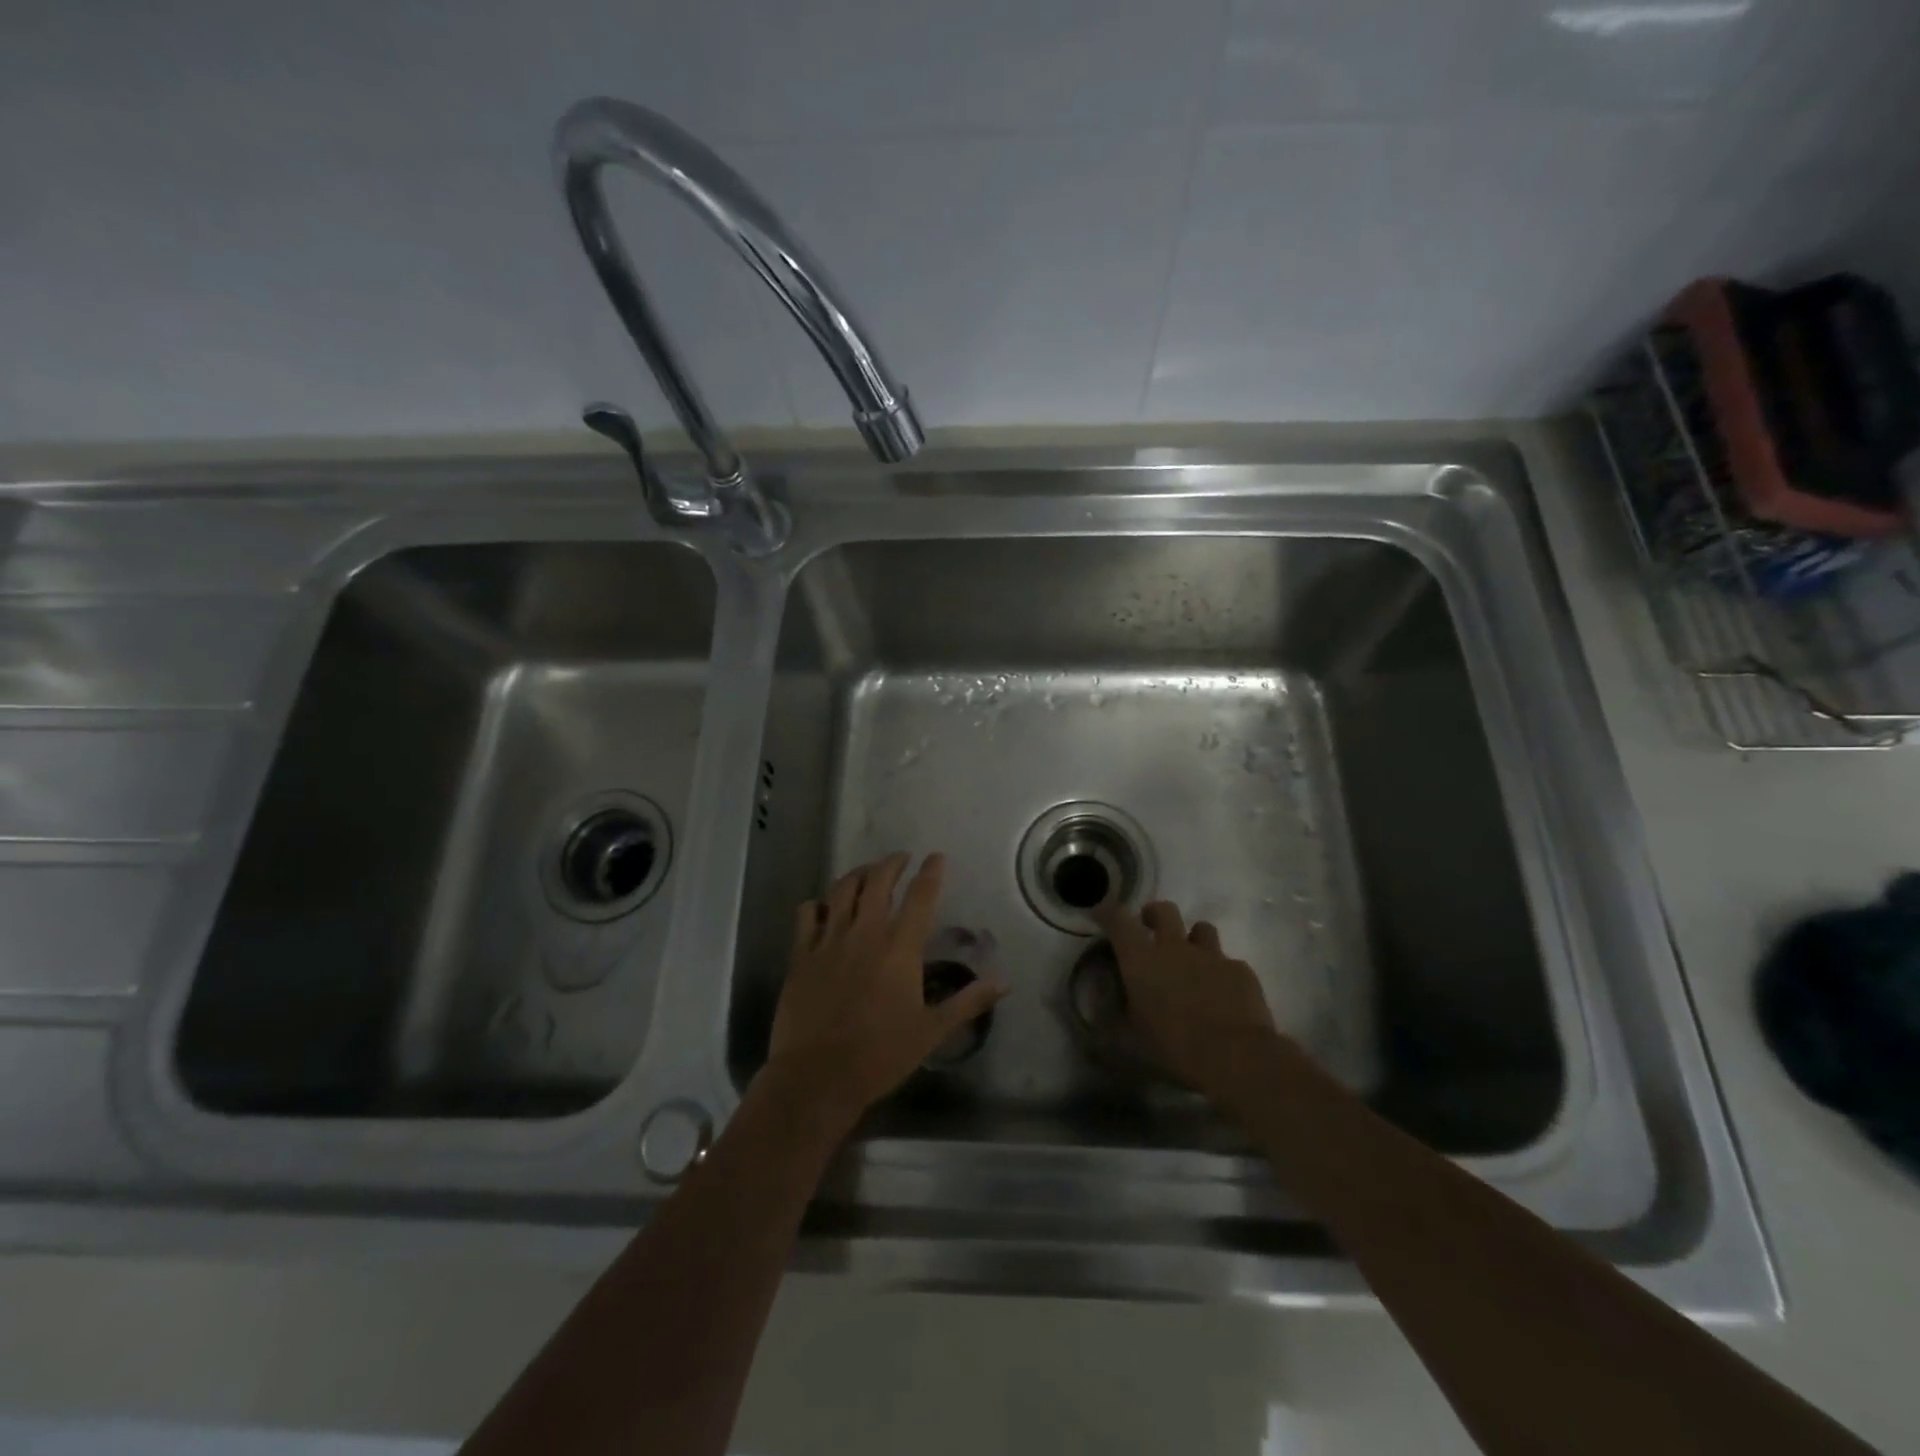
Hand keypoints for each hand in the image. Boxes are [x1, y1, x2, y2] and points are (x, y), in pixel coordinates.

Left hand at [766, 852, 1005, 1125]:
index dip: (930, 872)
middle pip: (878, 881)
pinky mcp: (801, 954)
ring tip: (867, 872)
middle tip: (901, 859)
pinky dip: (817, 904)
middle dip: (892, 864)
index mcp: (899, 947)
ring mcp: (829, 940)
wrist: (818, 1077)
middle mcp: (865, 933)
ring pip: (842, 890)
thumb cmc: (881, 1055)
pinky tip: (822, 906)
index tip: (936, 857)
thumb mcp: (932, 1031)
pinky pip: (807, 914)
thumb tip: (1004, 982)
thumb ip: (968, 1001)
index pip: (920, 896)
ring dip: (857, 874)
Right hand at [1096, 900, 1279, 1100]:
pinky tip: (1224, 996)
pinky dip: (1223, 973)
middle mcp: (1175, 948)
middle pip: (1164, 910)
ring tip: (1192, 962)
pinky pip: (1229, 963)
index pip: (1119, 920)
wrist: (1236, 1057)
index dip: (1109, 913)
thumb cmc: (1174, 1048)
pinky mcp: (1241, 971)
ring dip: (1193, 940)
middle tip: (1150, 931)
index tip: (1103, 915)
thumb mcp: (1129, 1042)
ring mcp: (1212, 956)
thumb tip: (1099, 1013)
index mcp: (1141, 960)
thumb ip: (1111, 1021)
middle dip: (1154, 915)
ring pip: (1201, 929)